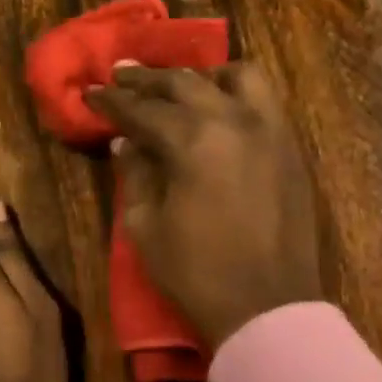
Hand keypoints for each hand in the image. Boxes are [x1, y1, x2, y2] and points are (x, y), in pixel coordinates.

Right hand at [85, 63, 322, 347]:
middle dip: (148, 79)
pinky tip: (220, 106)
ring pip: (236, 77)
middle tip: (122, 75)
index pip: (142, 109)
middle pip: (185, 83)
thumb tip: (125, 143)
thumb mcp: (147, 228)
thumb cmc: (197, 273)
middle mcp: (234, 120)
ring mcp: (270, 130)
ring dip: (201, 76)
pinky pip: (265, 101)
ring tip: (180, 86)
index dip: (112, 101)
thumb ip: (135, 176)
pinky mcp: (291, 148)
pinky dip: (237, 93)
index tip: (90, 92)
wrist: (267, 306)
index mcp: (192, 141)